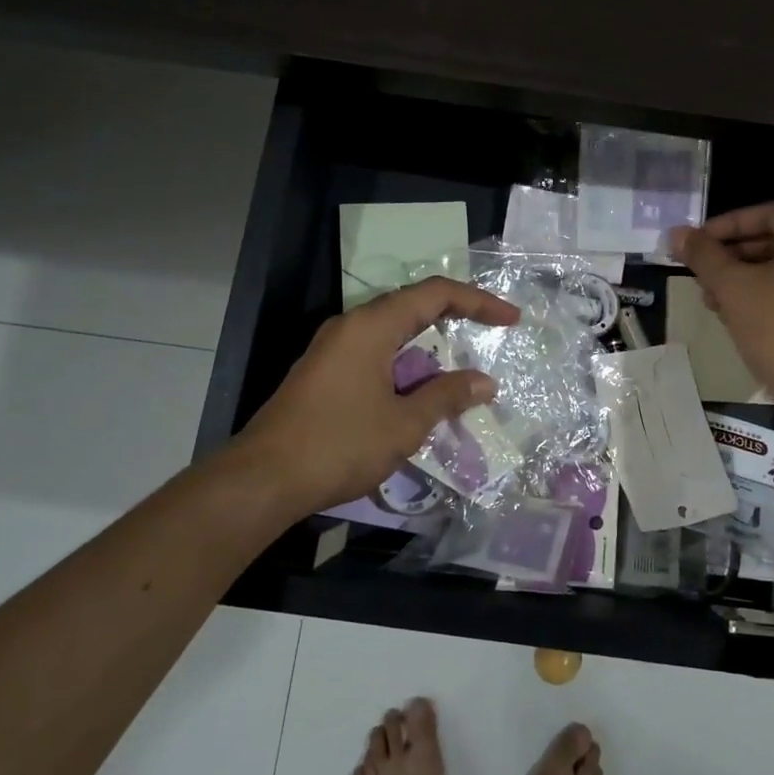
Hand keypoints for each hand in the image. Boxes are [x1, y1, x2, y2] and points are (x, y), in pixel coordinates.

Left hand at [234, 277, 520, 520]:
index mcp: (371, 326)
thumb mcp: (404, 423)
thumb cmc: (340, 444)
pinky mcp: (322, 374)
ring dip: (428, 348)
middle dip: (454, 319)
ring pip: (391, 334)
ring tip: (458, 372)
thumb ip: (447, 396)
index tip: (511, 320)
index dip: (478, 302)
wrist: (263, 480)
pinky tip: (417, 393)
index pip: (435, 294)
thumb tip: (484, 382)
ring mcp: (331, 350)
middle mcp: (350, 327)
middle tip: (489, 335)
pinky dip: (404, 366)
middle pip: (411, 307)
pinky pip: (374, 355)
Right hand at [669, 203, 773, 422]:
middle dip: (733, 255)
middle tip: (701, 272)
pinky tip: (739, 315)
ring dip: (746, 277)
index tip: (697, 242)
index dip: (726, 225)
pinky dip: (769, 293)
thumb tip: (677, 233)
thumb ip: (703, 255)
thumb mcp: (733, 287)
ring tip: (713, 299)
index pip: (768, 213)